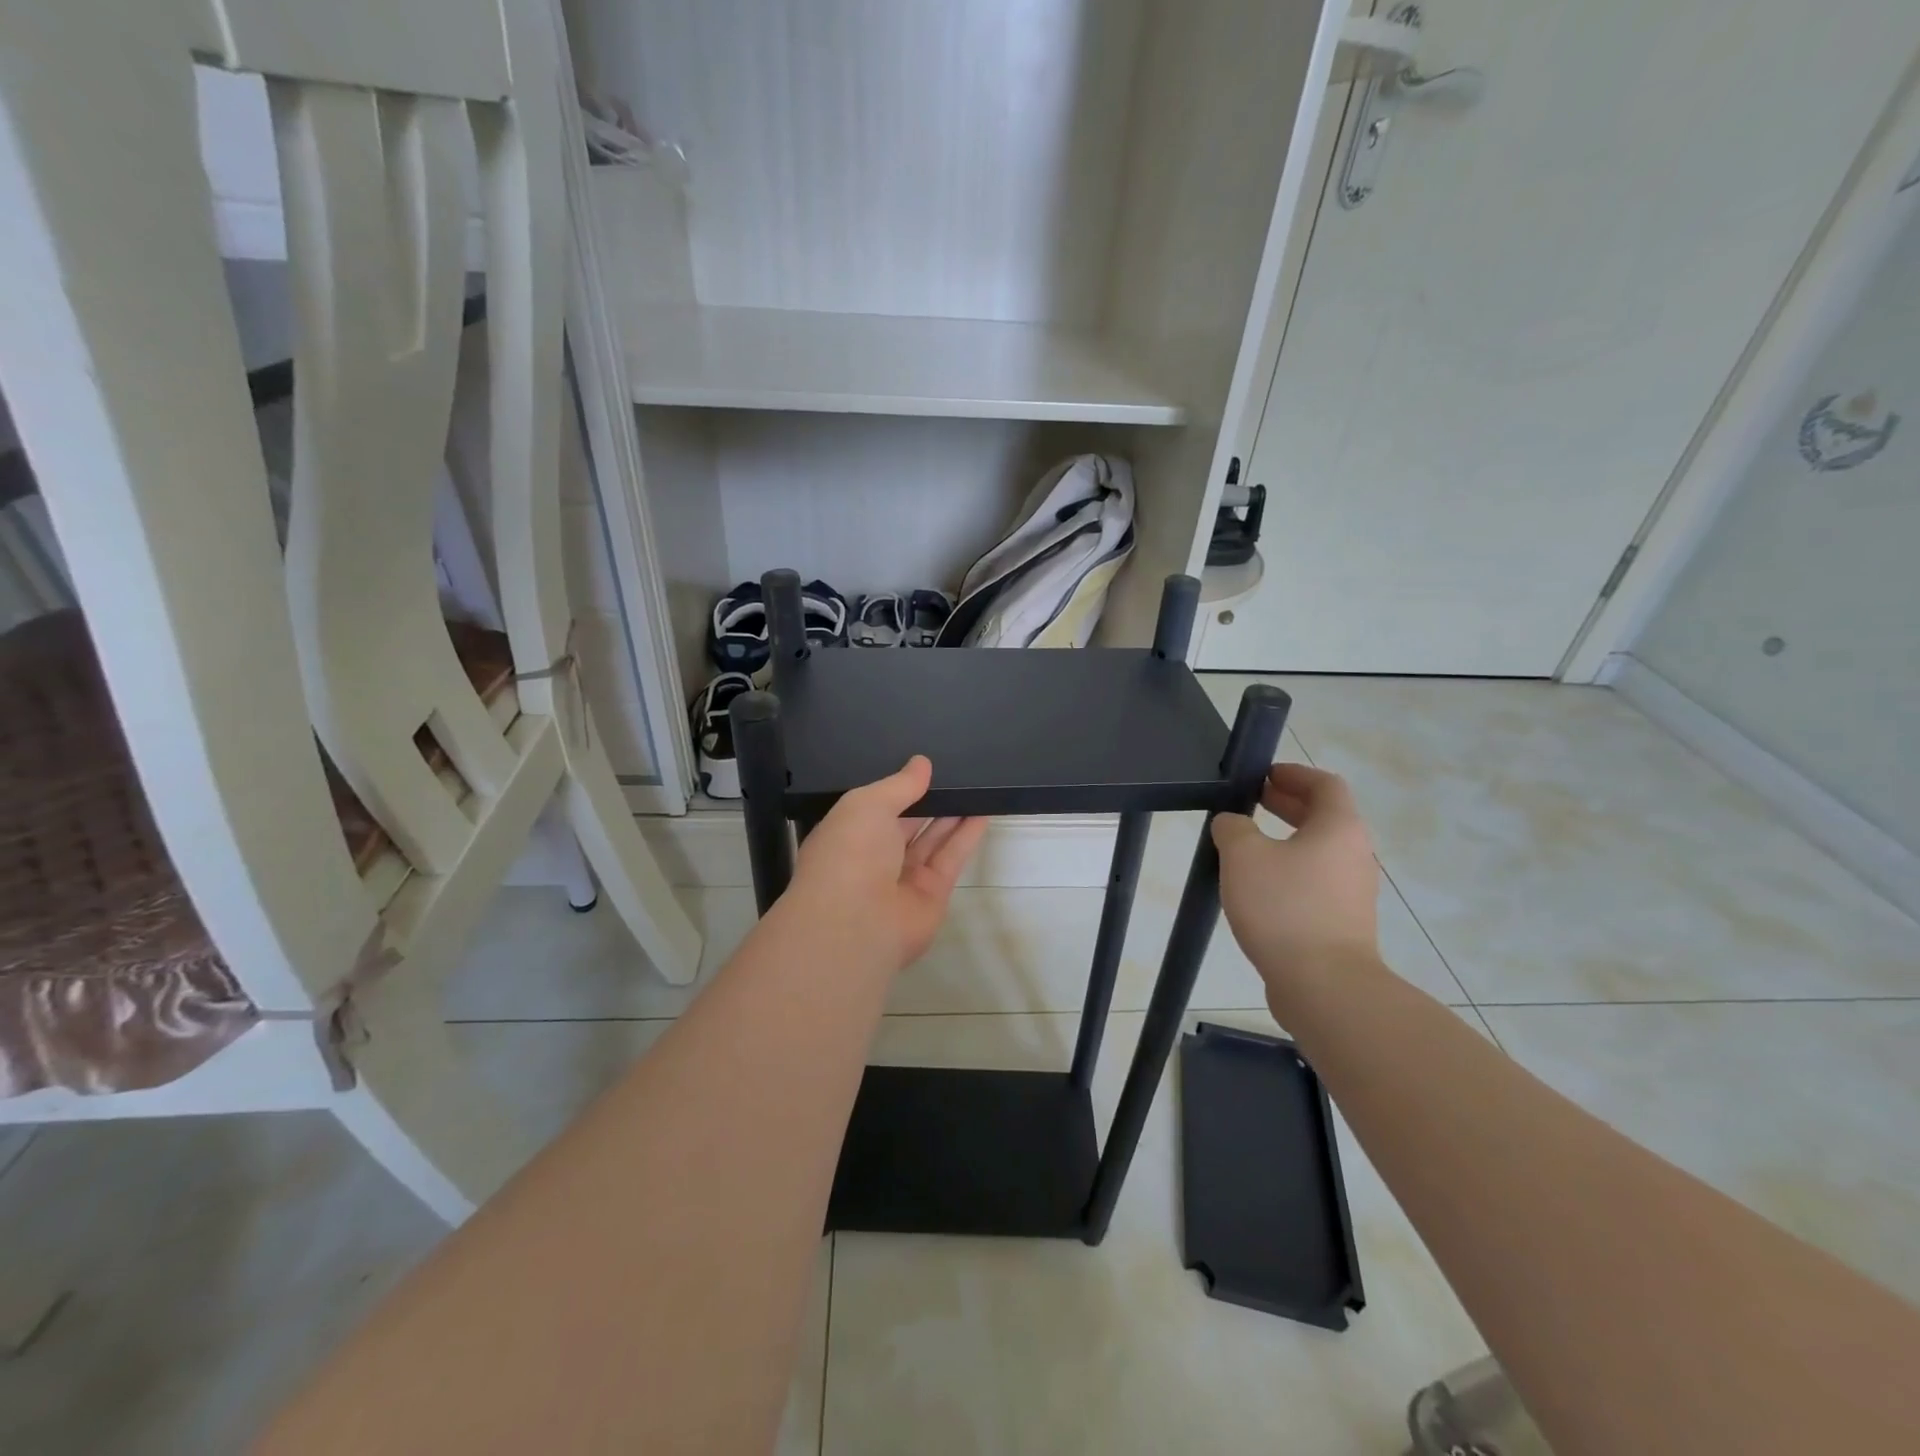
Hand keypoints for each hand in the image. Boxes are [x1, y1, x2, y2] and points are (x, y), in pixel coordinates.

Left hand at [787, 756, 988, 971]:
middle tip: (955, 772)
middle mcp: (874, 857)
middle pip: (907, 823)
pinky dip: (967, 835)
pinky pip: (951, 858)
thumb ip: (899, 784)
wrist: (856, 922)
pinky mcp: (932, 893)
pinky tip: (984, 810)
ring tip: (975, 786)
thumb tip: (922, 763)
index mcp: (848, 834)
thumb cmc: (850, 853)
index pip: (874, 806)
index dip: (898, 787)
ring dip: (952, 814)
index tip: (923, 766)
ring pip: (932, 839)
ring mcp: (903, 878)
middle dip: (928, 800)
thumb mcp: (868, 804)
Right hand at [1211, 763, 1379, 1011]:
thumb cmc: (1285, 908)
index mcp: (1339, 828)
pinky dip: (1289, 871)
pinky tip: (1257, 887)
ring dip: (1285, 840)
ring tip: (1246, 845)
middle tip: (1250, 802)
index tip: (1263, 775)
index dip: (1294, 773)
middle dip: (1287, 804)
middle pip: (1324, 816)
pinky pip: (1314, 882)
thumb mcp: (1244, 856)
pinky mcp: (1342, 923)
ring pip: (1318, 851)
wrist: (1325, 986)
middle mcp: (1354, 855)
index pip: (1325, 784)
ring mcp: (1352, 892)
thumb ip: (1233, 828)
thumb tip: (1233, 824)